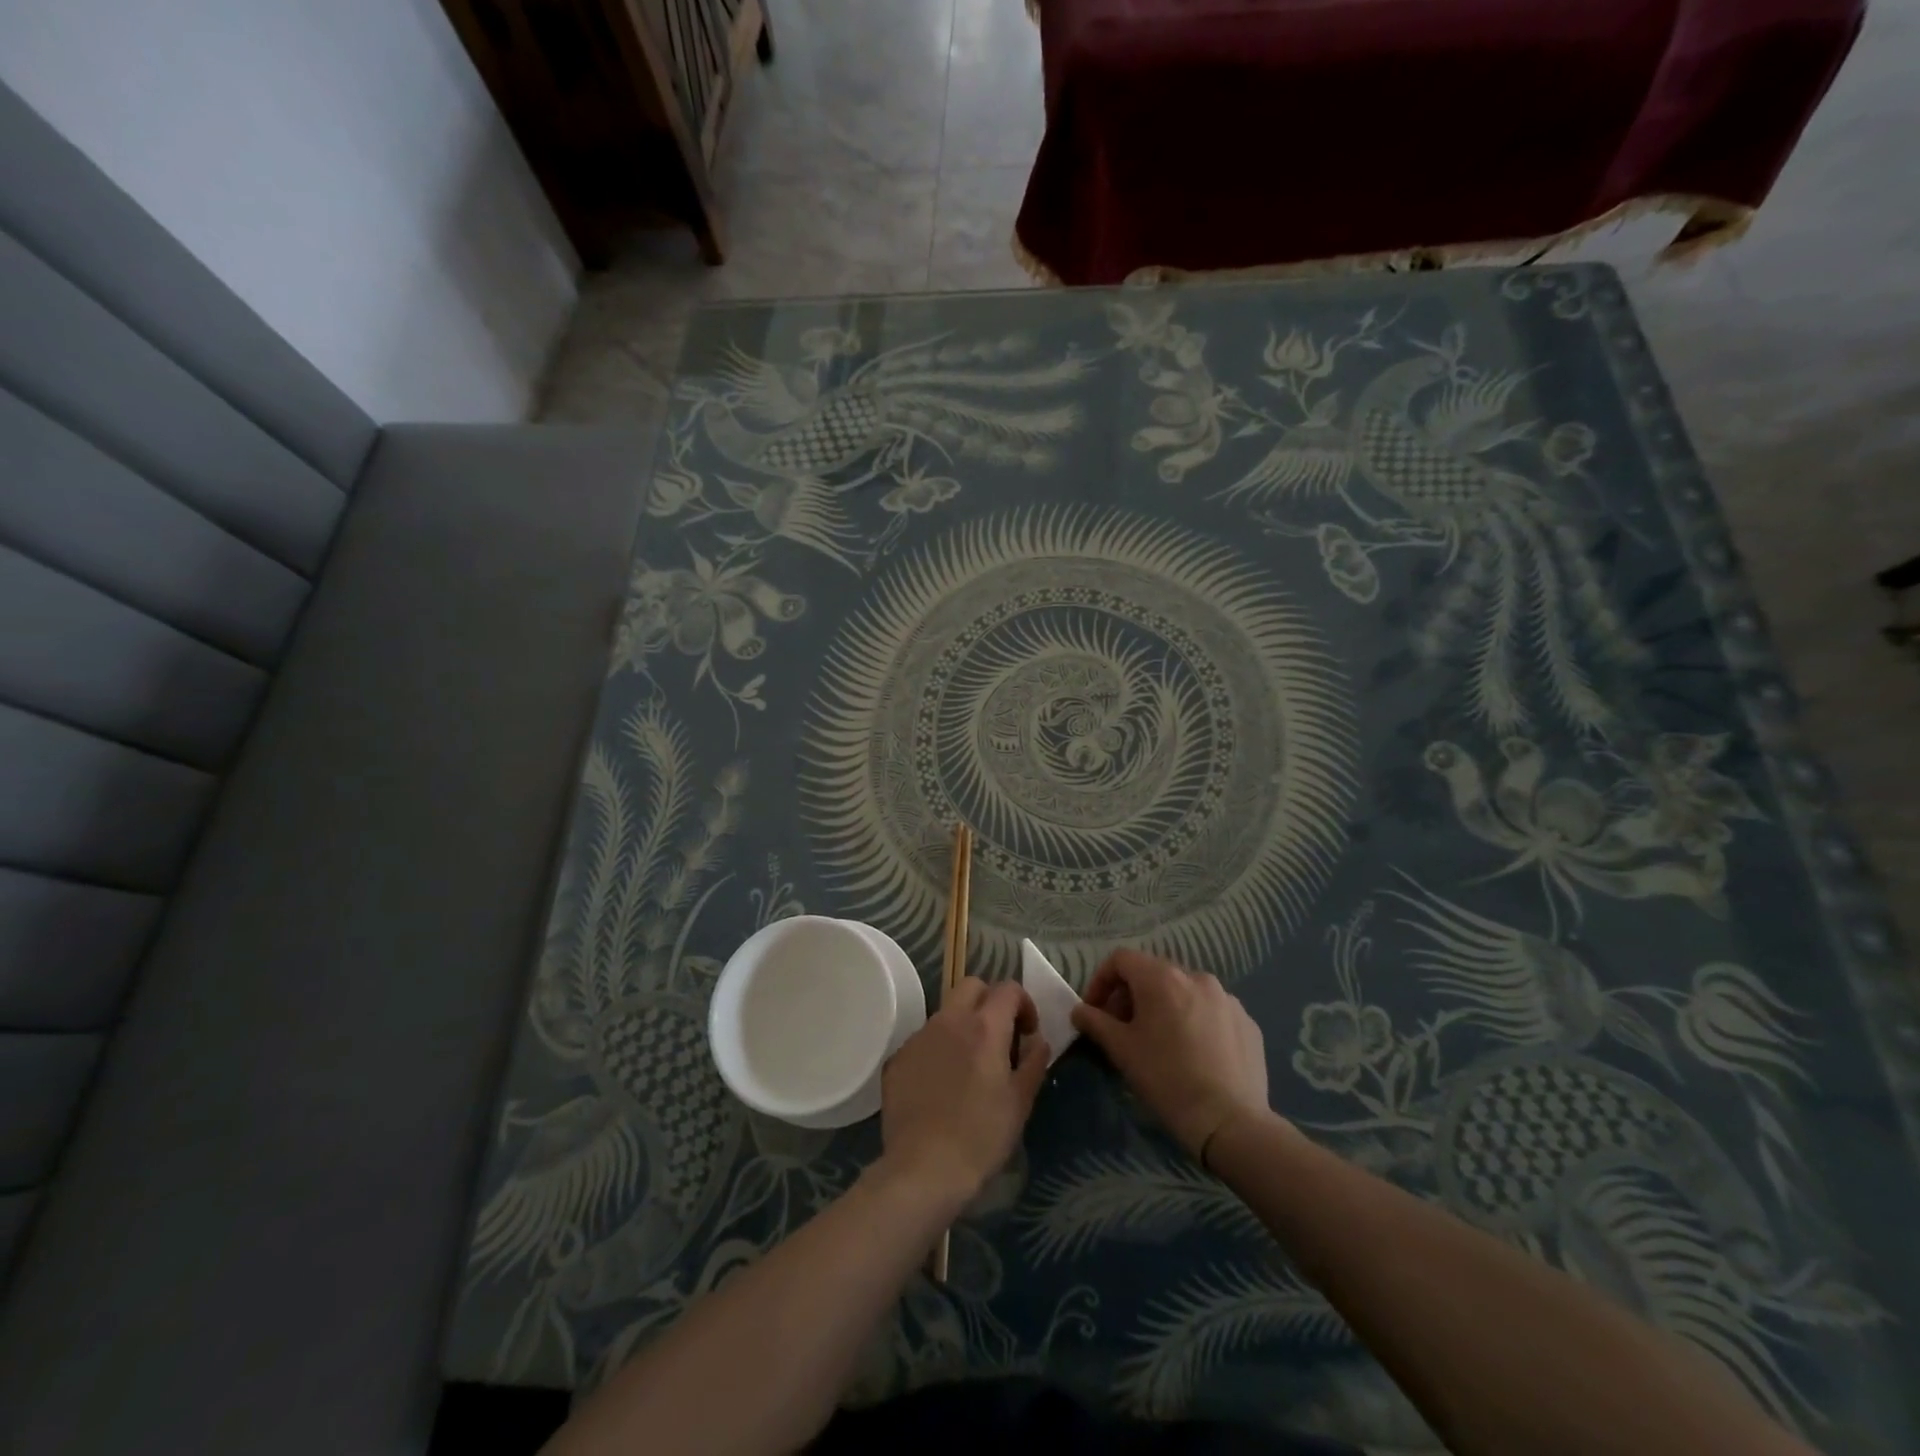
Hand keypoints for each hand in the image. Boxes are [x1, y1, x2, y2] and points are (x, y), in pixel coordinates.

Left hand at [880, 978, 1047, 1200]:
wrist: (923, 1169)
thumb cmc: (981, 1136)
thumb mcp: (1020, 1102)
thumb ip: (1033, 1062)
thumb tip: (1037, 1040)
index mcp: (984, 1026)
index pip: (1008, 989)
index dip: (1023, 1004)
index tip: (1028, 1032)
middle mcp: (949, 1020)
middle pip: (971, 986)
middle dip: (990, 1001)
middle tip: (999, 1037)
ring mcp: (919, 1037)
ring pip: (945, 1013)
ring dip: (962, 1025)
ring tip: (969, 1065)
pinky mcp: (898, 1058)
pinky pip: (924, 1040)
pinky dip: (938, 1050)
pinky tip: (941, 1085)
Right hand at [1071, 949, 1270, 1160]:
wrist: (1230, 1123)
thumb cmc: (1167, 1079)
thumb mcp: (1122, 1050)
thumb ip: (1095, 1022)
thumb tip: (1080, 1010)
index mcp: (1162, 978)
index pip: (1121, 959)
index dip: (1101, 981)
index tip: (1095, 1011)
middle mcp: (1196, 977)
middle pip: (1153, 973)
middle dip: (1131, 996)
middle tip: (1122, 1029)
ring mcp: (1227, 998)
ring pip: (1184, 992)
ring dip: (1164, 1007)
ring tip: (1159, 1042)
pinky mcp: (1247, 1022)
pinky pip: (1210, 1011)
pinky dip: (1194, 1021)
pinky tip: (1193, 1054)